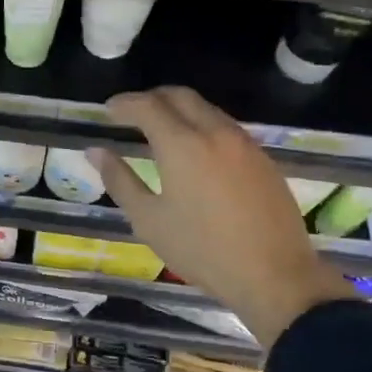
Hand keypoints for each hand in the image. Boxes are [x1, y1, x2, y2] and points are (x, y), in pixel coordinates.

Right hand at [88, 87, 357, 345]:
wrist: (275, 275)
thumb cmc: (202, 251)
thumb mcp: (149, 220)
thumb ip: (120, 180)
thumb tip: (96, 152)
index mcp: (182, 145)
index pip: (148, 106)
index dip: (124, 104)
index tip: (108, 110)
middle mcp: (215, 133)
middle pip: (180, 96)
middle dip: (152, 98)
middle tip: (132, 114)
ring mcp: (244, 144)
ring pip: (207, 109)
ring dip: (180, 110)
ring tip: (161, 131)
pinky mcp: (263, 159)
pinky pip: (226, 127)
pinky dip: (203, 126)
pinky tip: (196, 152)